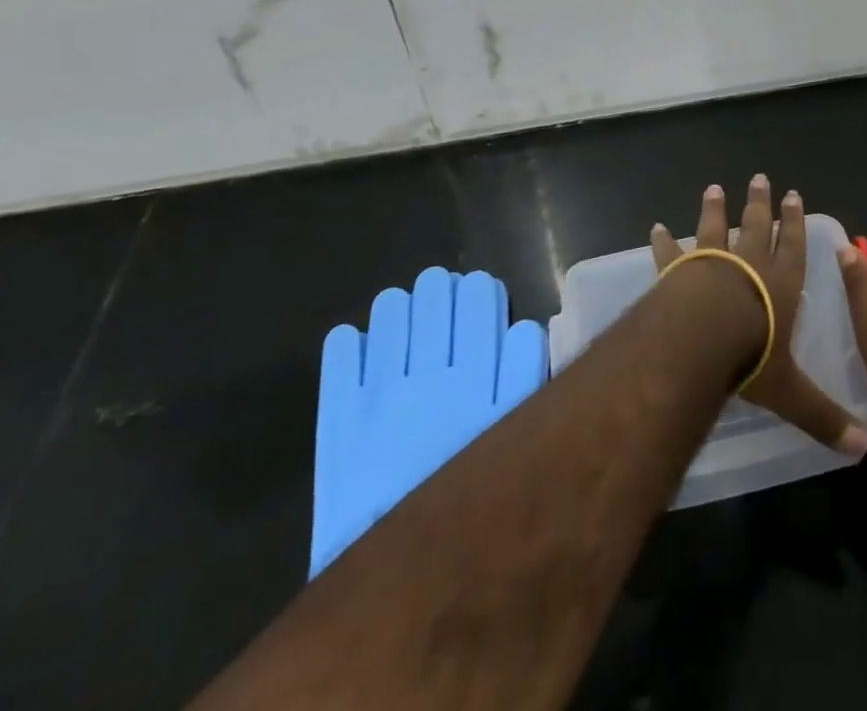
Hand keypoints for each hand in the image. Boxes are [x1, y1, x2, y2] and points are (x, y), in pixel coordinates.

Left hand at [314, 269, 546, 576]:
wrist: (410, 581)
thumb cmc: (478, 497)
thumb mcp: (516, 433)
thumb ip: (524, 379)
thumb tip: (521, 328)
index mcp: (476, 372)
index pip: (479, 305)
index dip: (478, 291)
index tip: (476, 287)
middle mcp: (429, 372)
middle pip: (434, 307)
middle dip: (438, 292)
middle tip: (438, 285)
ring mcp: (381, 394)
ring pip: (390, 324)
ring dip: (396, 310)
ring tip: (398, 303)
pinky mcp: (342, 421)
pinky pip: (342, 368)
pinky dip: (348, 348)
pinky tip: (353, 338)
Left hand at [652, 174, 866, 459]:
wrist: (701, 338)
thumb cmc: (752, 357)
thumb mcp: (792, 393)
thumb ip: (824, 417)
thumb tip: (864, 449)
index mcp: (780, 284)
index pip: (792, 246)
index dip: (794, 221)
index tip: (793, 195)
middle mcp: (748, 265)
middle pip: (757, 226)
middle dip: (760, 203)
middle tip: (760, 178)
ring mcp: (711, 262)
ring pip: (715, 228)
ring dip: (715, 208)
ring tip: (714, 188)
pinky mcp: (679, 270)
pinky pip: (671, 252)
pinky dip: (664, 241)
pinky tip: (656, 228)